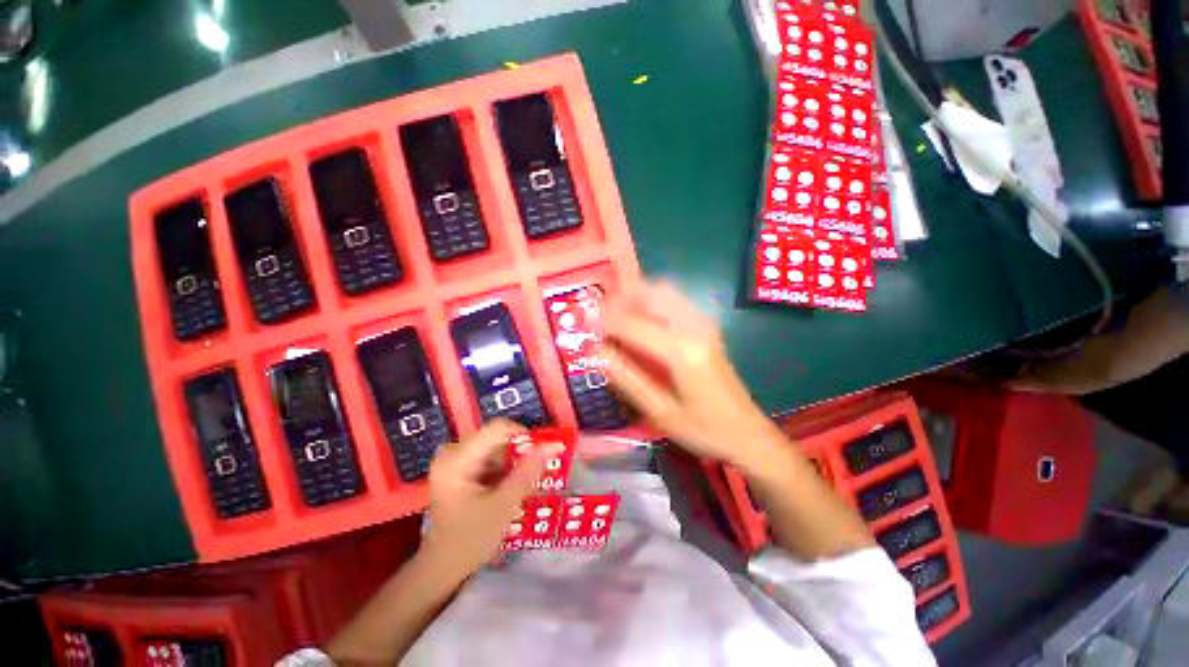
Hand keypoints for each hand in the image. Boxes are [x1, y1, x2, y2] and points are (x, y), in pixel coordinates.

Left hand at [421, 420, 557, 578]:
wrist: (444, 567)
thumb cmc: (472, 539)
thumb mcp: (504, 505)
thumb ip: (529, 471)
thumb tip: (554, 444)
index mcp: (456, 459)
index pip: (497, 428)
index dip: (522, 435)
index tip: (539, 453)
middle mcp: (451, 452)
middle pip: (495, 437)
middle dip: (517, 452)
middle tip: (532, 473)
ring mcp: (452, 459)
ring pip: (493, 446)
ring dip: (510, 461)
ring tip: (518, 484)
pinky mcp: (456, 467)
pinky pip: (486, 455)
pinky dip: (501, 467)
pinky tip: (506, 486)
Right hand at [602, 281, 782, 469]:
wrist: (748, 434)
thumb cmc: (704, 430)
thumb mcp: (660, 413)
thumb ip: (627, 379)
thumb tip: (598, 352)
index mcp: (683, 351)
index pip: (633, 324)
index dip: (605, 323)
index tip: (586, 329)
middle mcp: (695, 328)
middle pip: (652, 292)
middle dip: (621, 299)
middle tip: (601, 318)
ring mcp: (704, 324)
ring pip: (664, 292)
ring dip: (637, 297)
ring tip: (618, 319)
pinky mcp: (707, 327)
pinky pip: (674, 301)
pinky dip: (652, 303)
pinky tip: (642, 323)